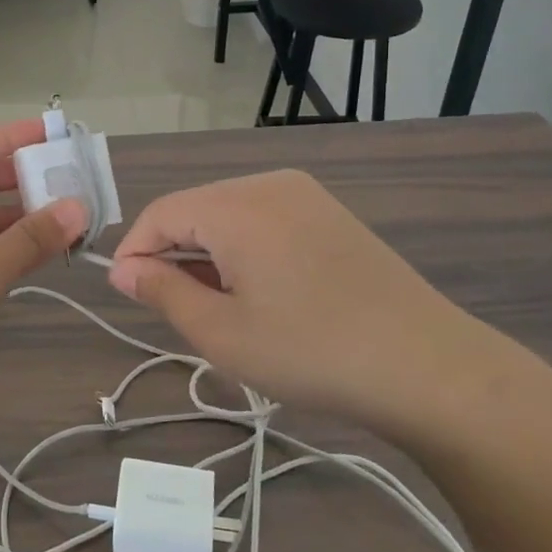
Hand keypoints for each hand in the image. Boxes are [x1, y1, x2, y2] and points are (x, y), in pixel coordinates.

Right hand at [106, 170, 499, 440]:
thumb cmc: (312, 352)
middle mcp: (269, 184)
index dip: (135, 251)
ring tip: (222, 310)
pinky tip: (263, 294)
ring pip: (229, 215)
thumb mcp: (222, 333)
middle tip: (180, 313)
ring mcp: (305, 195)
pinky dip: (245, 250)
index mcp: (237, 206)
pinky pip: (265, 220)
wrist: (429, 367)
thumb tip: (121, 269)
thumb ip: (162, 292)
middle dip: (175, 255)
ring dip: (210, 255)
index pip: (161, 213)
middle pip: (195, 209)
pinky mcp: (330, 214)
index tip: (127, 295)